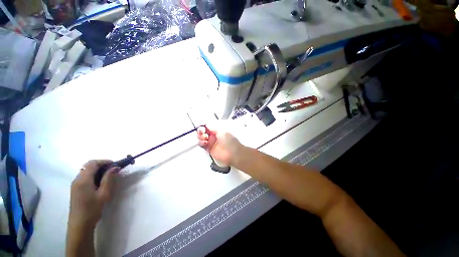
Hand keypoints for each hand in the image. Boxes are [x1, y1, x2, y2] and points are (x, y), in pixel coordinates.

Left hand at [68, 160, 117, 231]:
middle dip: (101, 165)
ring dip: (97, 170)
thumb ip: (108, 179)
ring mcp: (75, 184)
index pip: (92, 163)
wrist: (80, 224)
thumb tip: (115, 167)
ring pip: (86, 171)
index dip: (104, 161)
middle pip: (88, 166)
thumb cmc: (92, 209)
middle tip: (113, 169)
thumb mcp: (103, 194)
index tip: (115, 164)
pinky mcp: (75, 189)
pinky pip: (84, 177)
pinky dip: (93, 175)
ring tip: (108, 175)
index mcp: (83, 180)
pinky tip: (99, 182)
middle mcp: (77, 179)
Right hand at [197, 126, 242, 165]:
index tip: (202, 126)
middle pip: (204, 132)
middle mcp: (214, 136)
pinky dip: (201, 143)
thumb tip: (206, 125)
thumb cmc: (230, 141)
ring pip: (202, 138)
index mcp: (218, 130)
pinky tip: (204, 142)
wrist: (233, 153)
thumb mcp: (222, 131)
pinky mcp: (210, 149)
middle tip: (201, 131)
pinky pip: (202, 145)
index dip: (204, 126)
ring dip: (200, 137)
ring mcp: (212, 143)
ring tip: (204, 138)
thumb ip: (213, 128)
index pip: (208, 127)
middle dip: (201, 131)